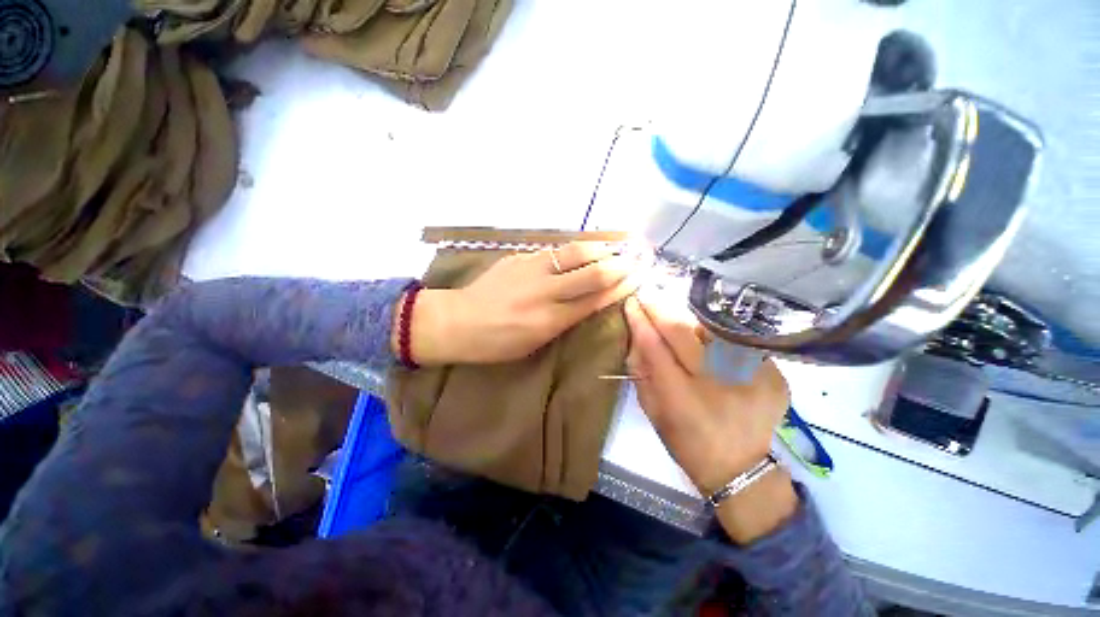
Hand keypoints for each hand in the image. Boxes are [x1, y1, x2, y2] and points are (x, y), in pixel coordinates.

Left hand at [402, 242, 641, 364]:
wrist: (458, 321)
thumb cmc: (497, 343)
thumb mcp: (535, 342)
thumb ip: (563, 319)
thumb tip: (587, 301)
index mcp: (551, 320)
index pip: (596, 299)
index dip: (620, 287)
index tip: (638, 278)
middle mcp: (546, 291)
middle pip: (592, 272)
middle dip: (619, 264)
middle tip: (636, 257)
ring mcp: (532, 269)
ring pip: (575, 252)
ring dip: (600, 248)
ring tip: (616, 246)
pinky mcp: (519, 257)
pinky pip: (554, 251)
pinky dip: (574, 250)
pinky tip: (583, 249)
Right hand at [624, 292, 796, 542]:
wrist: (742, 468)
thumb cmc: (687, 442)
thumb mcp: (653, 411)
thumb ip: (642, 371)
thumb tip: (637, 334)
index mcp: (683, 400)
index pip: (656, 347)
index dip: (641, 321)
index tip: (631, 302)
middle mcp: (720, 384)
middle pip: (685, 332)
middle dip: (662, 308)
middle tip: (648, 292)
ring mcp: (753, 376)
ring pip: (712, 328)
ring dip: (687, 313)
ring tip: (671, 302)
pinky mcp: (774, 373)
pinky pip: (736, 339)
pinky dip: (715, 329)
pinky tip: (702, 326)